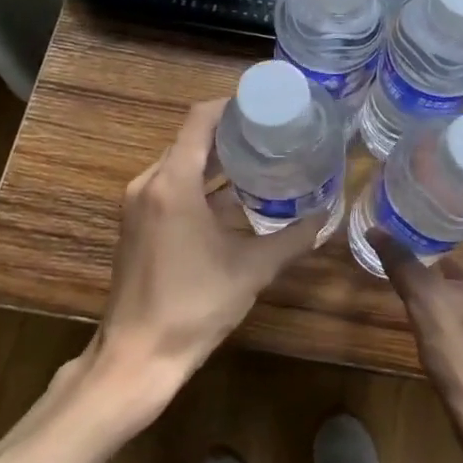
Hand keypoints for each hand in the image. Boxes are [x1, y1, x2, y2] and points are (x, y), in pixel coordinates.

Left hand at [93, 99, 322, 391]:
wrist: (137, 357)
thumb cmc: (194, 305)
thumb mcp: (252, 269)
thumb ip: (293, 238)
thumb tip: (326, 215)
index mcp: (172, 183)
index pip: (199, 119)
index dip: (232, 105)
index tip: (266, 105)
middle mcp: (149, 184)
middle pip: (190, 139)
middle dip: (230, 133)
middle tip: (274, 132)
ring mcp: (138, 205)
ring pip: (180, 164)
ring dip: (216, 160)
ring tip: (261, 159)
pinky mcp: (137, 225)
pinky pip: (171, 187)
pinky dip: (200, 184)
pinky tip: (233, 198)